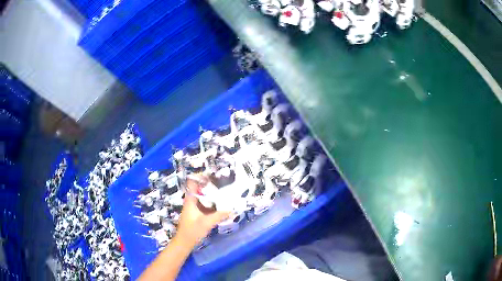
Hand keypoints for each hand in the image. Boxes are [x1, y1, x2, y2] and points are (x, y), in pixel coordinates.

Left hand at [175, 177, 230, 246]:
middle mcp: (191, 201)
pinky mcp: (197, 214)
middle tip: (223, 182)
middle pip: (199, 188)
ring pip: (202, 196)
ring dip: (211, 194)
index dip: (201, 176)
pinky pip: (205, 204)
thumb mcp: (206, 223)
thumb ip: (219, 215)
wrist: (184, 242)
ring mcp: (194, 207)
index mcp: (190, 200)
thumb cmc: (192, 231)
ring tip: (224, 191)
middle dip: (210, 184)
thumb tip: (232, 208)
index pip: (192, 182)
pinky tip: (221, 204)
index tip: (213, 174)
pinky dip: (212, 203)